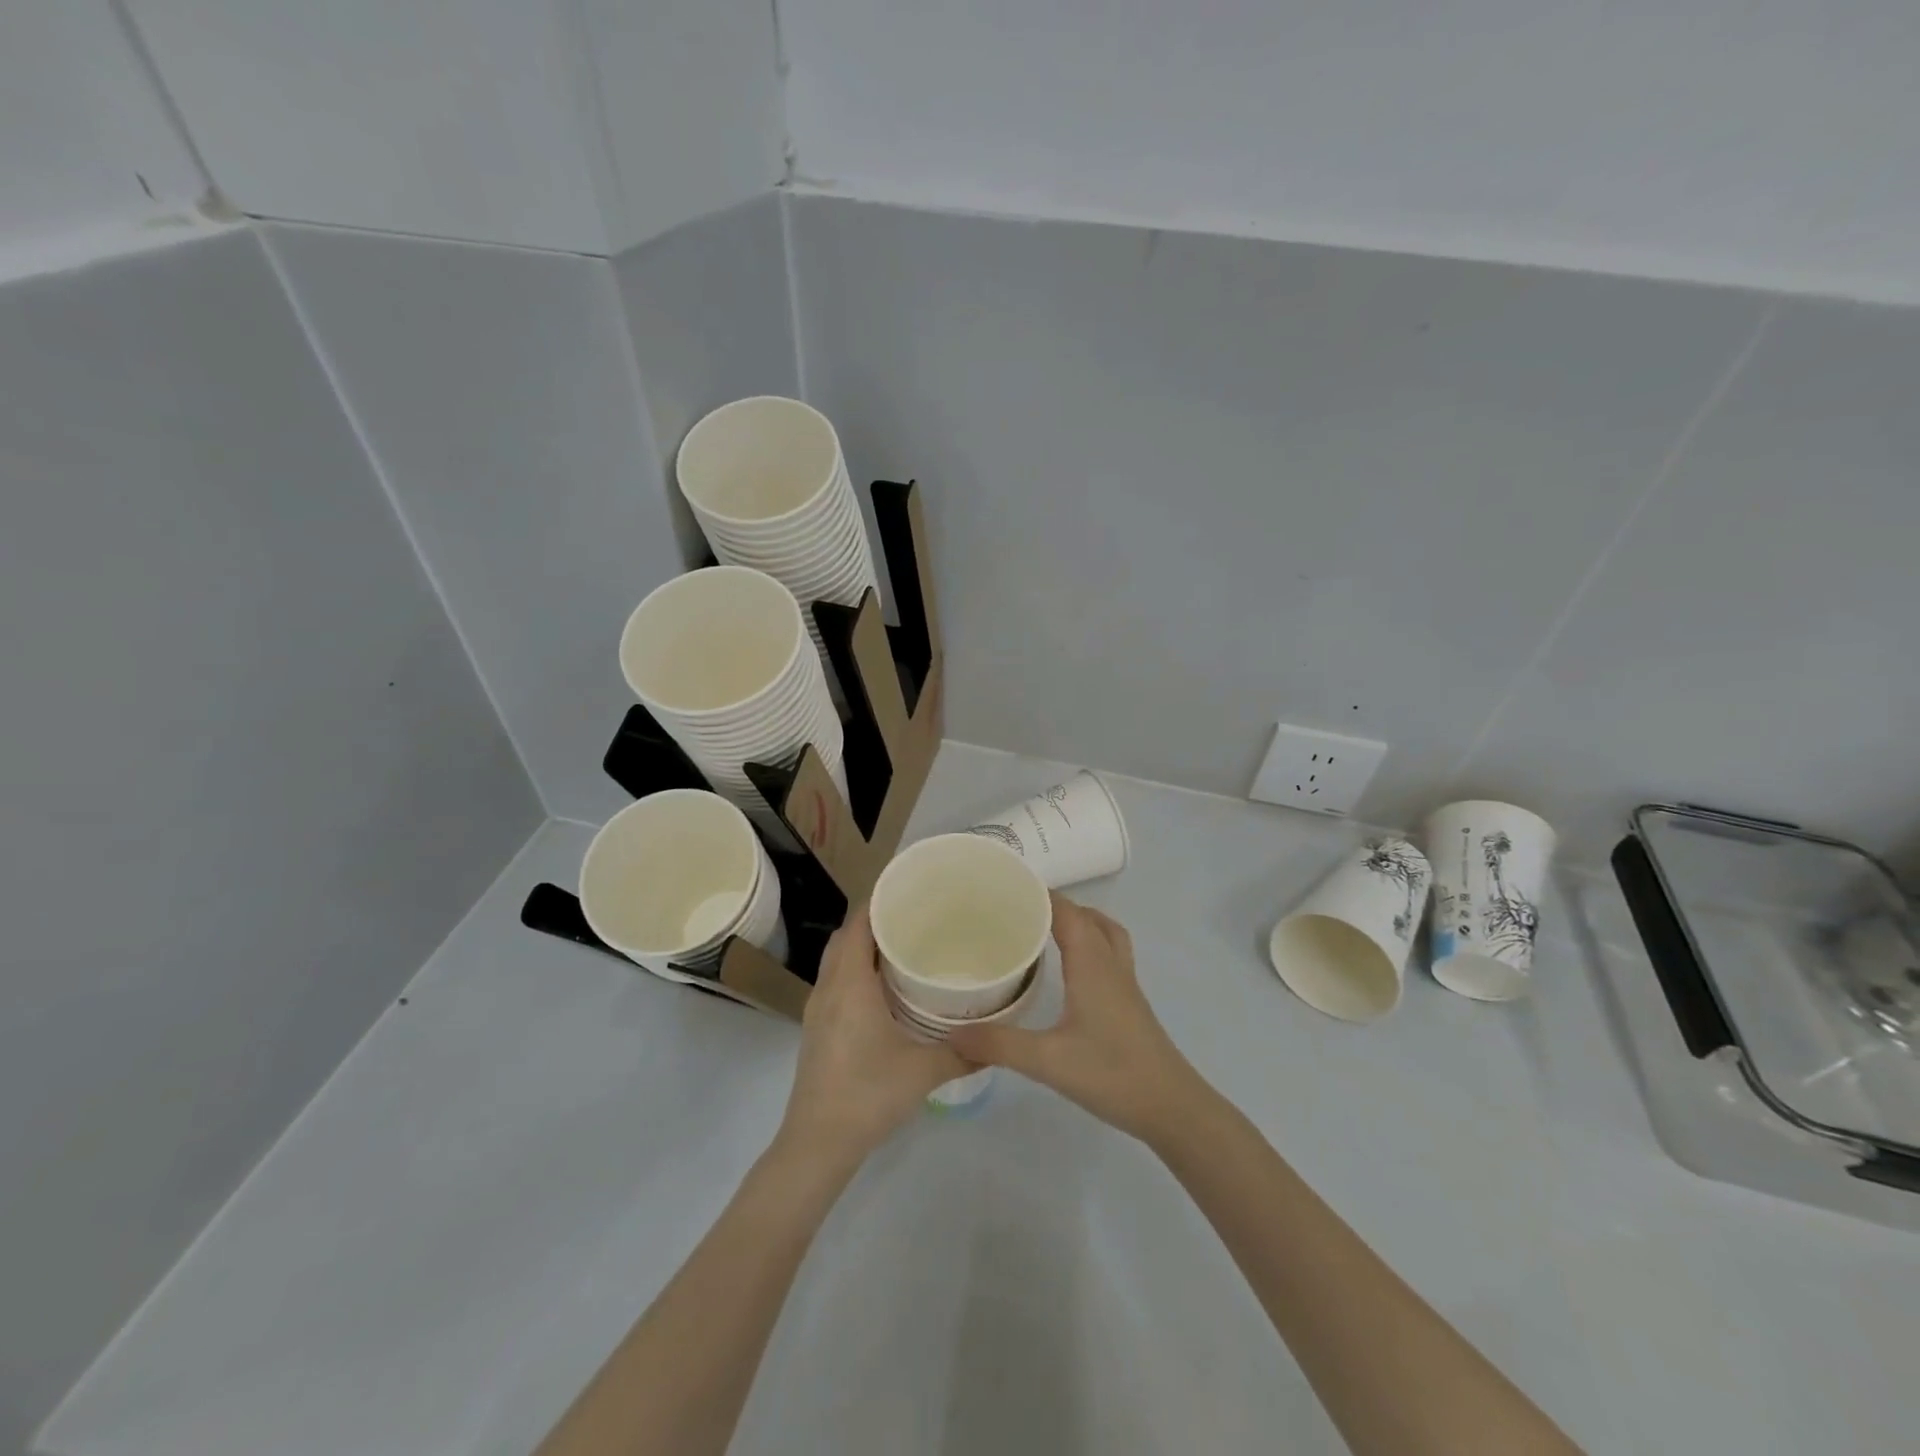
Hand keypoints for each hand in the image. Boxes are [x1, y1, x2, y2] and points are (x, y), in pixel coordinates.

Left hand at [777, 901, 971, 1169]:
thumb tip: (998, 1039)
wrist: (818, 1142)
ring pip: (838, 958)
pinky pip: (836, 980)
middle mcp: (829, 987)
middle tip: (915, 915)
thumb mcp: (924, 1071)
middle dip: (875, 919)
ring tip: (904, 944)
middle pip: (846, 936)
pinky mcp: (818, 1027)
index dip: (880, 900)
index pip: (859, 923)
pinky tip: (885, 987)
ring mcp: (818, 1008)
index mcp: (850, 984)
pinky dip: (856, 969)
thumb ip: (963, 1052)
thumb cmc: (869, 1095)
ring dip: (864, 945)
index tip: (910, 888)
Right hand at [947, 894, 1208, 1143]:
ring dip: (1078, 921)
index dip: (1039, 894)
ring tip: (1043, 929)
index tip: (1004, 888)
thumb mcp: (1048, 1061)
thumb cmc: (1113, 1074)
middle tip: (1015, 910)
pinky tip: (1068, 970)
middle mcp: (1110, 964)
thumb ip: (1000, 1045)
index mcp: (1092, 964)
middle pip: (1086, 916)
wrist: (1171, 1107)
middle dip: (1053, 904)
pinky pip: (1109, 953)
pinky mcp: (1129, 1002)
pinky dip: (1089, 943)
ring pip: (1104, 932)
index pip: (1067, 911)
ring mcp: (1124, 982)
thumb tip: (952, 1032)